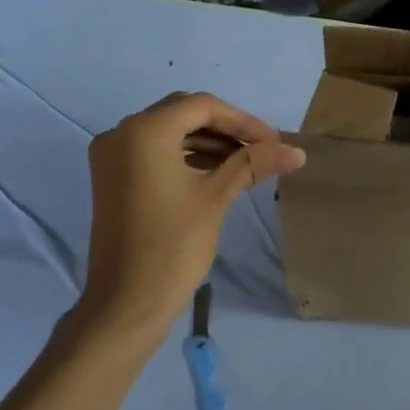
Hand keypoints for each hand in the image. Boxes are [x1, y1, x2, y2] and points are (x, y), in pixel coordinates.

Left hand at [78, 92, 304, 340]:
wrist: (126, 304)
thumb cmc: (172, 245)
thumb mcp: (216, 196)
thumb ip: (253, 163)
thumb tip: (296, 151)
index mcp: (144, 131)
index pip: (203, 106)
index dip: (244, 121)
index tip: (274, 143)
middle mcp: (121, 134)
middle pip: (185, 114)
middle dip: (227, 129)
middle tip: (263, 150)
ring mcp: (112, 157)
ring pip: (171, 133)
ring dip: (209, 143)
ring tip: (247, 164)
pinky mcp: (113, 179)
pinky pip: (155, 152)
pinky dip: (187, 157)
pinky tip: (218, 174)